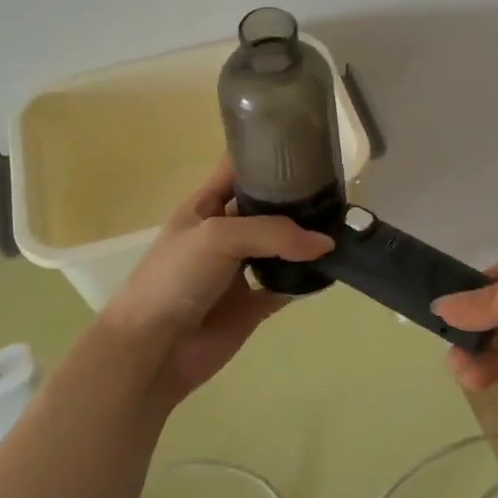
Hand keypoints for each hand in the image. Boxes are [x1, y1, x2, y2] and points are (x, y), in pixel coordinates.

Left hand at [96, 159, 331, 408]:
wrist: (151, 350)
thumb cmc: (174, 278)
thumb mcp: (219, 237)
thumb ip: (274, 233)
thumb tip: (326, 243)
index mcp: (206, 205)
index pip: (240, 168)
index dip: (268, 154)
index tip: (308, 147)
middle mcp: (226, 231)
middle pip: (268, 206)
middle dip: (298, 198)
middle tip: (340, 190)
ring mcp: (240, 269)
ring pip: (282, 246)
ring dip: (306, 239)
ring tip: (345, 226)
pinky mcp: (253, 304)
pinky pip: (287, 285)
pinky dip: (307, 280)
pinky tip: (332, 269)